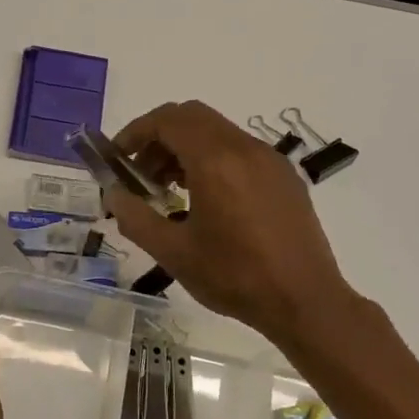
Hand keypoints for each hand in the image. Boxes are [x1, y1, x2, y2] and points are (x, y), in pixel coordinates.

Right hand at [106, 101, 356, 344]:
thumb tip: (113, 194)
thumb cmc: (234, 276)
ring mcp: (269, 160)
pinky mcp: (284, 176)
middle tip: (140, 173)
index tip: (117, 157)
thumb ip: (135, 218)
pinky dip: (212, 158)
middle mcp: (244, 148)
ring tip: (168, 190)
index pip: (167, 120)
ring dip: (185, 148)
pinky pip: (239, 150)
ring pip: (217, 132)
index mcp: (216, 160)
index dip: (135, 132)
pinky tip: (206, 200)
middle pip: (192, 117)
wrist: (305, 301)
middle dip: (158, 137)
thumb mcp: (173, 252)